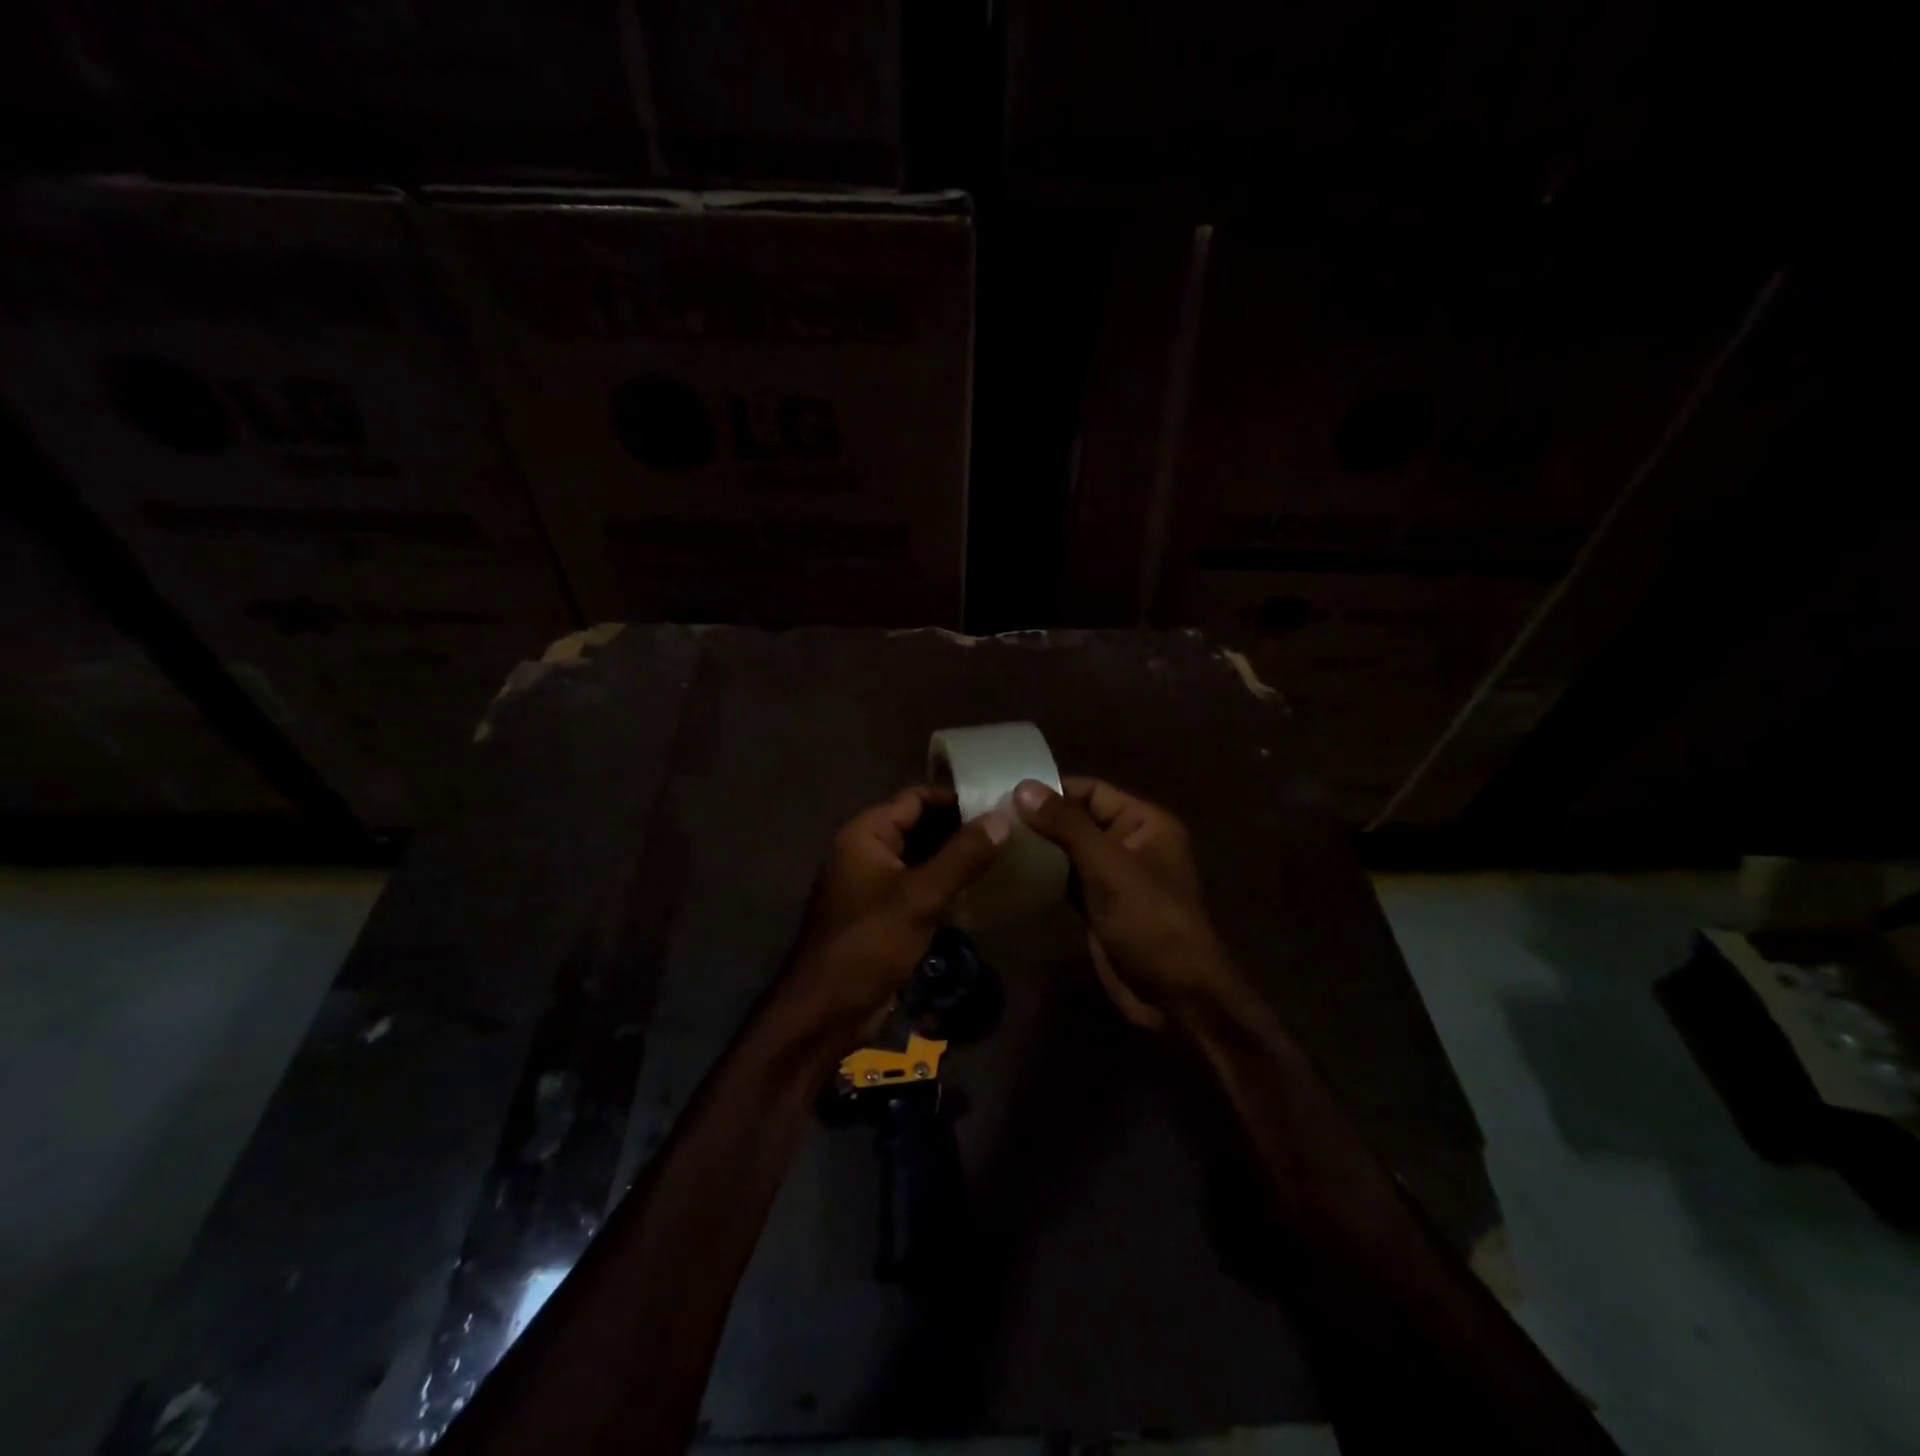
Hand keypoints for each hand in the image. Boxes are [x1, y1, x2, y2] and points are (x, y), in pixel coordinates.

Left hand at [785, 786, 1009, 1047]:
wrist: (826, 1011)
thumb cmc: (869, 943)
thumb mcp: (921, 897)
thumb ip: (963, 855)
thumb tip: (1002, 817)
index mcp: (866, 833)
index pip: (916, 798)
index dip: (956, 798)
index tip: (1000, 803)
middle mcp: (866, 849)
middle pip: (919, 825)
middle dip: (960, 828)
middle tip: (1009, 832)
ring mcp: (872, 882)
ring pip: (921, 857)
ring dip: (955, 858)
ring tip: (1003, 856)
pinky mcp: (882, 912)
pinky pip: (917, 886)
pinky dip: (944, 884)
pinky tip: (979, 891)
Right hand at [1012, 777, 1237, 1030]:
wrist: (1174, 996)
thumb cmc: (1149, 920)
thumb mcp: (1108, 866)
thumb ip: (1066, 825)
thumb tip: (1023, 787)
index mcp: (1145, 823)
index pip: (1092, 791)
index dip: (1052, 789)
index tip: (1005, 792)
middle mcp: (1130, 843)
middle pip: (1078, 819)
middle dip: (1040, 819)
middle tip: (991, 818)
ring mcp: (1114, 877)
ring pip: (1069, 851)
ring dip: (1038, 848)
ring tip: (994, 841)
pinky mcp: (1099, 906)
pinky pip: (1066, 880)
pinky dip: (1043, 876)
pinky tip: (1010, 873)